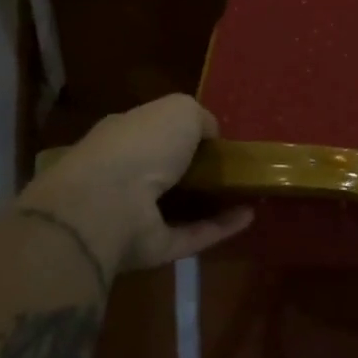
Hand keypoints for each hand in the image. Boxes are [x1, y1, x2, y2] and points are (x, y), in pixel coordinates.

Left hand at [21, 95, 251, 274]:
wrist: (109, 203)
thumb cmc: (143, 143)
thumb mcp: (180, 110)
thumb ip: (199, 118)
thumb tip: (210, 134)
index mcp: (124, 135)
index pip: (153, 131)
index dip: (182, 132)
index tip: (215, 138)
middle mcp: (126, 173)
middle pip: (164, 171)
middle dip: (196, 170)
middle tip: (234, 168)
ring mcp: (135, 214)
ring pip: (178, 207)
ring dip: (211, 202)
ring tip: (249, 194)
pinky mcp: (150, 248)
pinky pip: (190, 235)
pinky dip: (219, 228)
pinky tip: (249, 217)